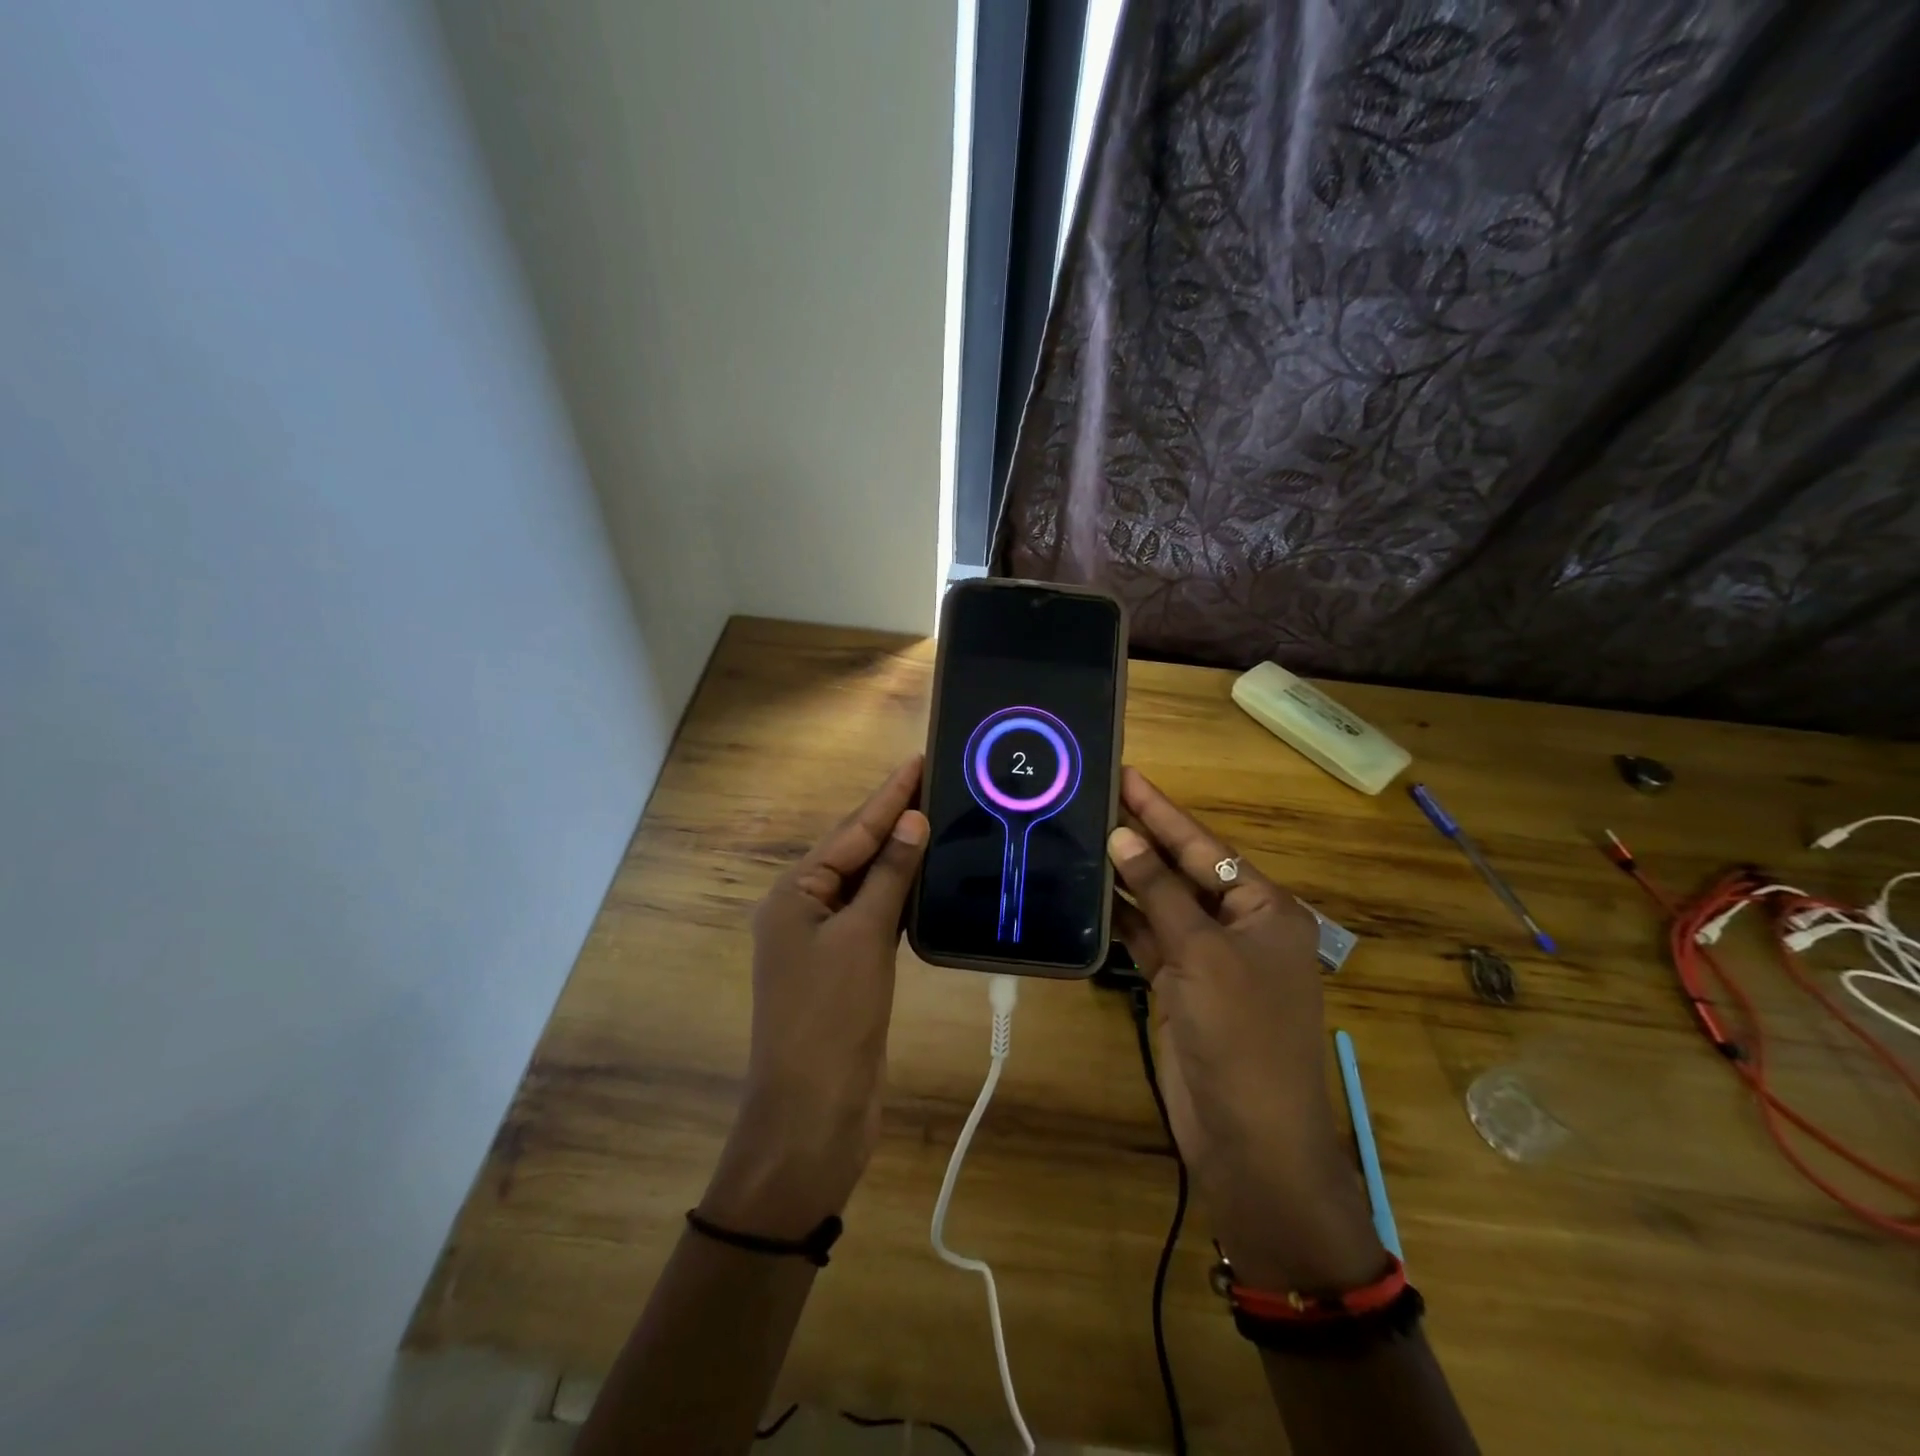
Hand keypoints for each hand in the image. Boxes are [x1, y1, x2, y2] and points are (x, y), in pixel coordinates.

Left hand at [700, 757, 928, 1239]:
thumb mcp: (862, 939)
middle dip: (895, 819)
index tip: (920, 761)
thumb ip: (887, 877)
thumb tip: (912, 821)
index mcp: (794, 894)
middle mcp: (804, 909)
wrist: (813, 1113)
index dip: (889, 797)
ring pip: (869, 884)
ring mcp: (826, 941)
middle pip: (856, 852)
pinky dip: (902, 895)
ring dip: (901, 855)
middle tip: (938, 782)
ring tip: (940, 819)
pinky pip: (877, 916)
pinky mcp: (849, 968)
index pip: (851, 832)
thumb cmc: (830, 1017)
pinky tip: (929, 879)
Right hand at [1109, 768, 1384, 1291]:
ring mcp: (1208, 959)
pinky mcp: (1181, 988)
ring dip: (1128, 877)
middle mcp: (1240, 926)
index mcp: (1265, 908)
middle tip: (1095, 796)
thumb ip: (1160, 892)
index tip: (1127, 773)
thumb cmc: (1241, 1035)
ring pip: (1161, 904)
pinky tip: (1090, 893)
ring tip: (1082, 834)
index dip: (1163, 810)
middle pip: (1183, 870)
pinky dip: (1122, 919)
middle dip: (1142, 837)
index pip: (1205, 846)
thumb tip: (1122, 836)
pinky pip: (1149, 940)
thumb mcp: (1202, 954)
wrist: (1251, 1141)